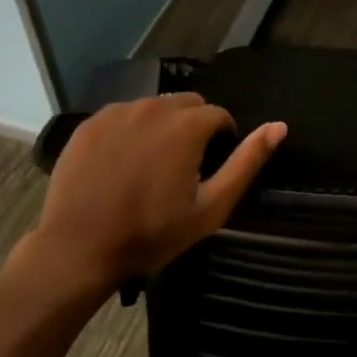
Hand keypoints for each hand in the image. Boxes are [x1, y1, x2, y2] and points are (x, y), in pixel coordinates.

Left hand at [11, 94, 284, 302]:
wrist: (77, 251)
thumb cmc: (151, 233)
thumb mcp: (210, 207)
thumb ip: (247, 162)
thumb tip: (279, 126)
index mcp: (187, 124)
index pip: (219, 116)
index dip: (220, 141)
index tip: (208, 170)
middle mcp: (154, 106)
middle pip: (187, 105)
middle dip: (192, 128)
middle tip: (181, 168)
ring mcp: (118, 112)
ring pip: (154, 108)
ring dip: (161, 127)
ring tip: (150, 166)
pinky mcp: (90, 124)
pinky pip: (122, 117)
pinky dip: (129, 132)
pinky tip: (121, 164)